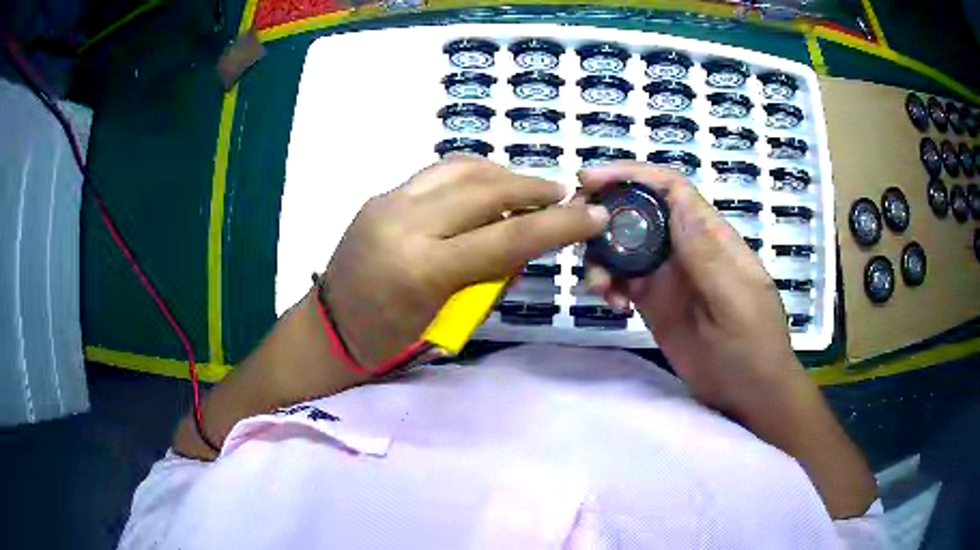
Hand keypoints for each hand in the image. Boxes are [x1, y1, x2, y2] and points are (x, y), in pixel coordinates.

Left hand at [323, 156, 609, 367]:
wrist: (331, 326)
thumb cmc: (390, 340)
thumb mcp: (447, 319)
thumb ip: (488, 276)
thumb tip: (524, 242)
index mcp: (423, 269)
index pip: (506, 237)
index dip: (557, 224)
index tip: (592, 215)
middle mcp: (405, 224)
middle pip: (486, 189)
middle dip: (533, 189)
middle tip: (563, 196)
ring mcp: (388, 202)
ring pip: (461, 168)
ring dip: (503, 174)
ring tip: (527, 189)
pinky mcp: (381, 194)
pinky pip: (436, 172)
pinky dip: (471, 173)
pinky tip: (486, 185)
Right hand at [580, 162, 806, 416]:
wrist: (748, 395)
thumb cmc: (753, 347)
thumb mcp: (736, 301)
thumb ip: (707, 254)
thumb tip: (676, 201)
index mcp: (710, 237)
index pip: (670, 189)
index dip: (632, 175)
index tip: (591, 179)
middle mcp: (686, 248)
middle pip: (639, 212)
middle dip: (605, 213)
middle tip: (576, 231)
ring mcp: (668, 277)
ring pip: (624, 247)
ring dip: (602, 257)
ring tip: (598, 287)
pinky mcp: (653, 303)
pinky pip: (622, 282)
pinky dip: (608, 286)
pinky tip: (611, 306)